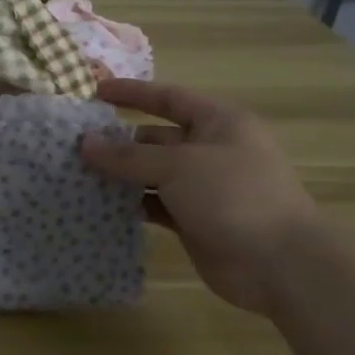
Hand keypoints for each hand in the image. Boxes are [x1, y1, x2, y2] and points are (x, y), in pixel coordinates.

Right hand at [79, 80, 321, 314]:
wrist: (278, 262)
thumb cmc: (233, 196)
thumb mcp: (178, 166)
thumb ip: (128, 156)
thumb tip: (84, 143)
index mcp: (219, 123)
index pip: (169, 98)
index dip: (133, 93)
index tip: (96, 93)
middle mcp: (211, 150)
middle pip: (157, 138)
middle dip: (120, 141)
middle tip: (76, 147)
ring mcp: (204, 188)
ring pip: (154, 174)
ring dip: (123, 175)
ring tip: (80, 176)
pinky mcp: (195, 220)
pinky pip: (157, 204)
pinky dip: (134, 204)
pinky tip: (103, 206)